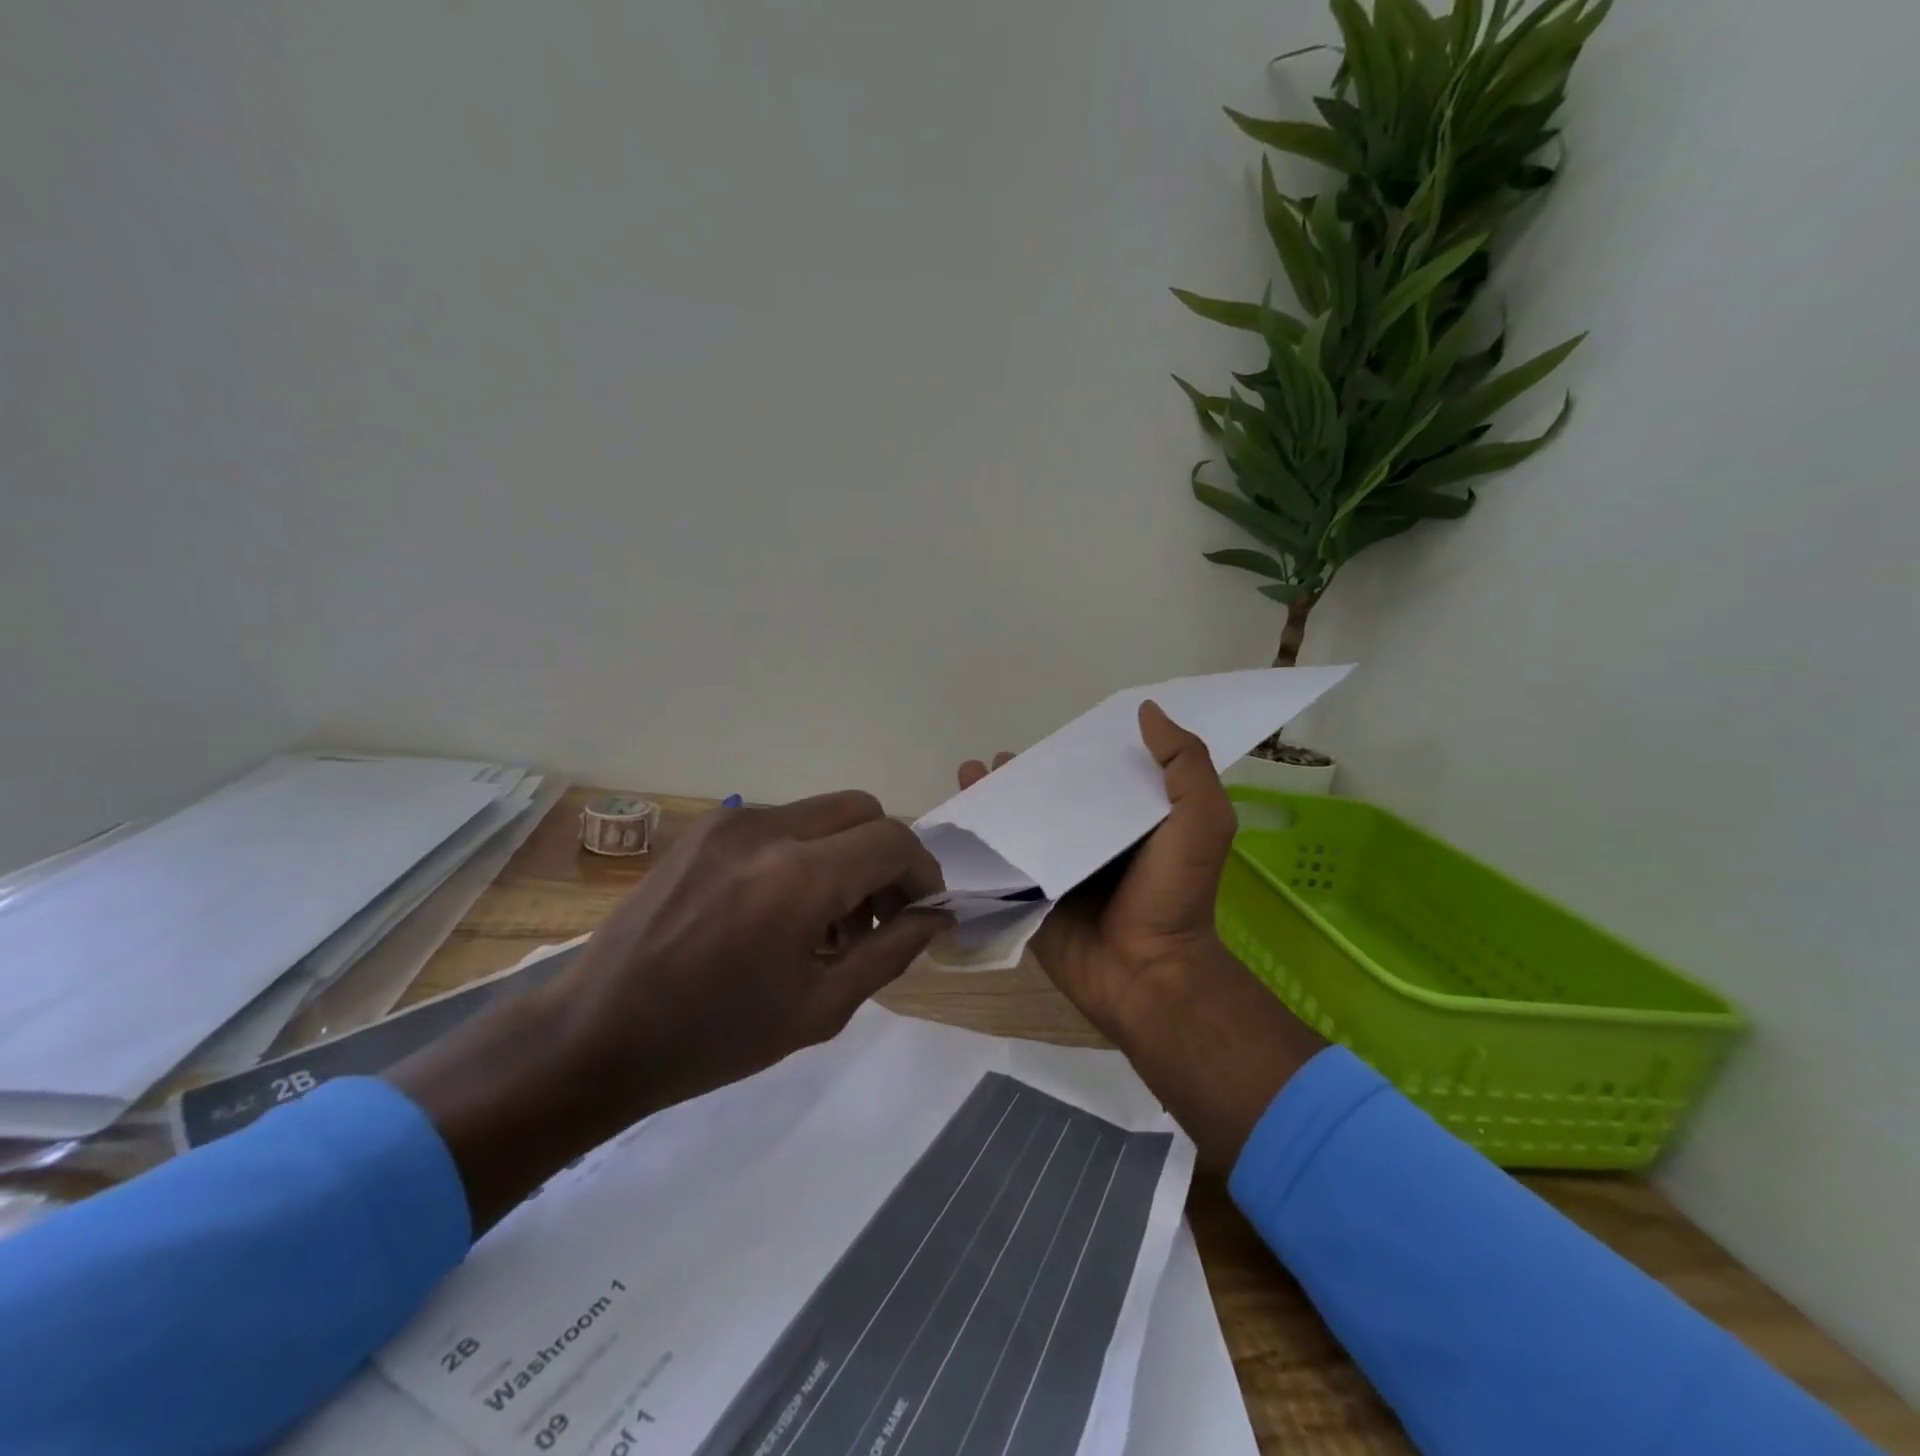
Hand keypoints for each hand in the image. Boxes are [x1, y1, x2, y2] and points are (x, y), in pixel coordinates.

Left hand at [389, 792, 947, 1230]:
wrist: (596, 1034)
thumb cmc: (713, 1038)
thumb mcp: (819, 1009)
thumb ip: (891, 953)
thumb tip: (935, 916)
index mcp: (796, 879)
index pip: (892, 841)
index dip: (922, 871)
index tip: (922, 910)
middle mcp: (766, 830)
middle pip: (863, 809)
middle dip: (886, 856)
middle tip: (877, 915)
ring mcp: (729, 822)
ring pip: (822, 813)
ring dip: (845, 853)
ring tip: (826, 920)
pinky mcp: (705, 828)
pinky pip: (781, 822)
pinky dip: (805, 851)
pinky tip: (781, 907)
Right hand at [959, 701, 1236, 1037]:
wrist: (1145, 971)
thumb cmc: (1173, 893)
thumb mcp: (1201, 820)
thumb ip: (1184, 764)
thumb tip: (1147, 711)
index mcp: (1131, 822)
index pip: (1098, 777)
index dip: (1074, 754)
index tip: (1049, 736)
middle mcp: (1092, 842)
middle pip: (1052, 798)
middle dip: (1024, 776)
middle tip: (997, 759)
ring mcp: (1058, 870)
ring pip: (1021, 825)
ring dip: (994, 799)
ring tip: (971, 774)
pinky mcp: (1031, 897)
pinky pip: (1002, 863)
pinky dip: (979, 841)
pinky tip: (957, 818)